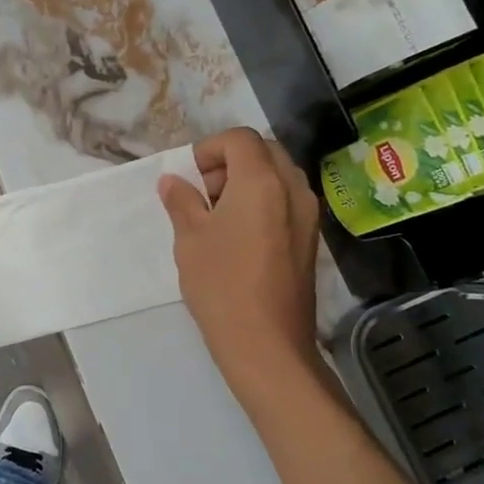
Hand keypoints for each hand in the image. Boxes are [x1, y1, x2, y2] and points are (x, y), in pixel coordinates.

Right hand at [159, 128, 319, 397]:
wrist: (266, 343)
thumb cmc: (221, 284)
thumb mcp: (190, 239)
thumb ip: (181, 201)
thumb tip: (172, 181)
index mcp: (262, 181)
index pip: (239, 139)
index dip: (209, 149)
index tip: (189, 177)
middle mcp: (293, 189)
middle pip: (263, 151)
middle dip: (230, 162)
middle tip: (204, 194)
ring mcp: (308, 214)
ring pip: (278, 175)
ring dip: (247, 181)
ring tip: (218, 216)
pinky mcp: (310, 239)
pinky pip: (287, 200)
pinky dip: (262, 202)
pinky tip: (239, 236)